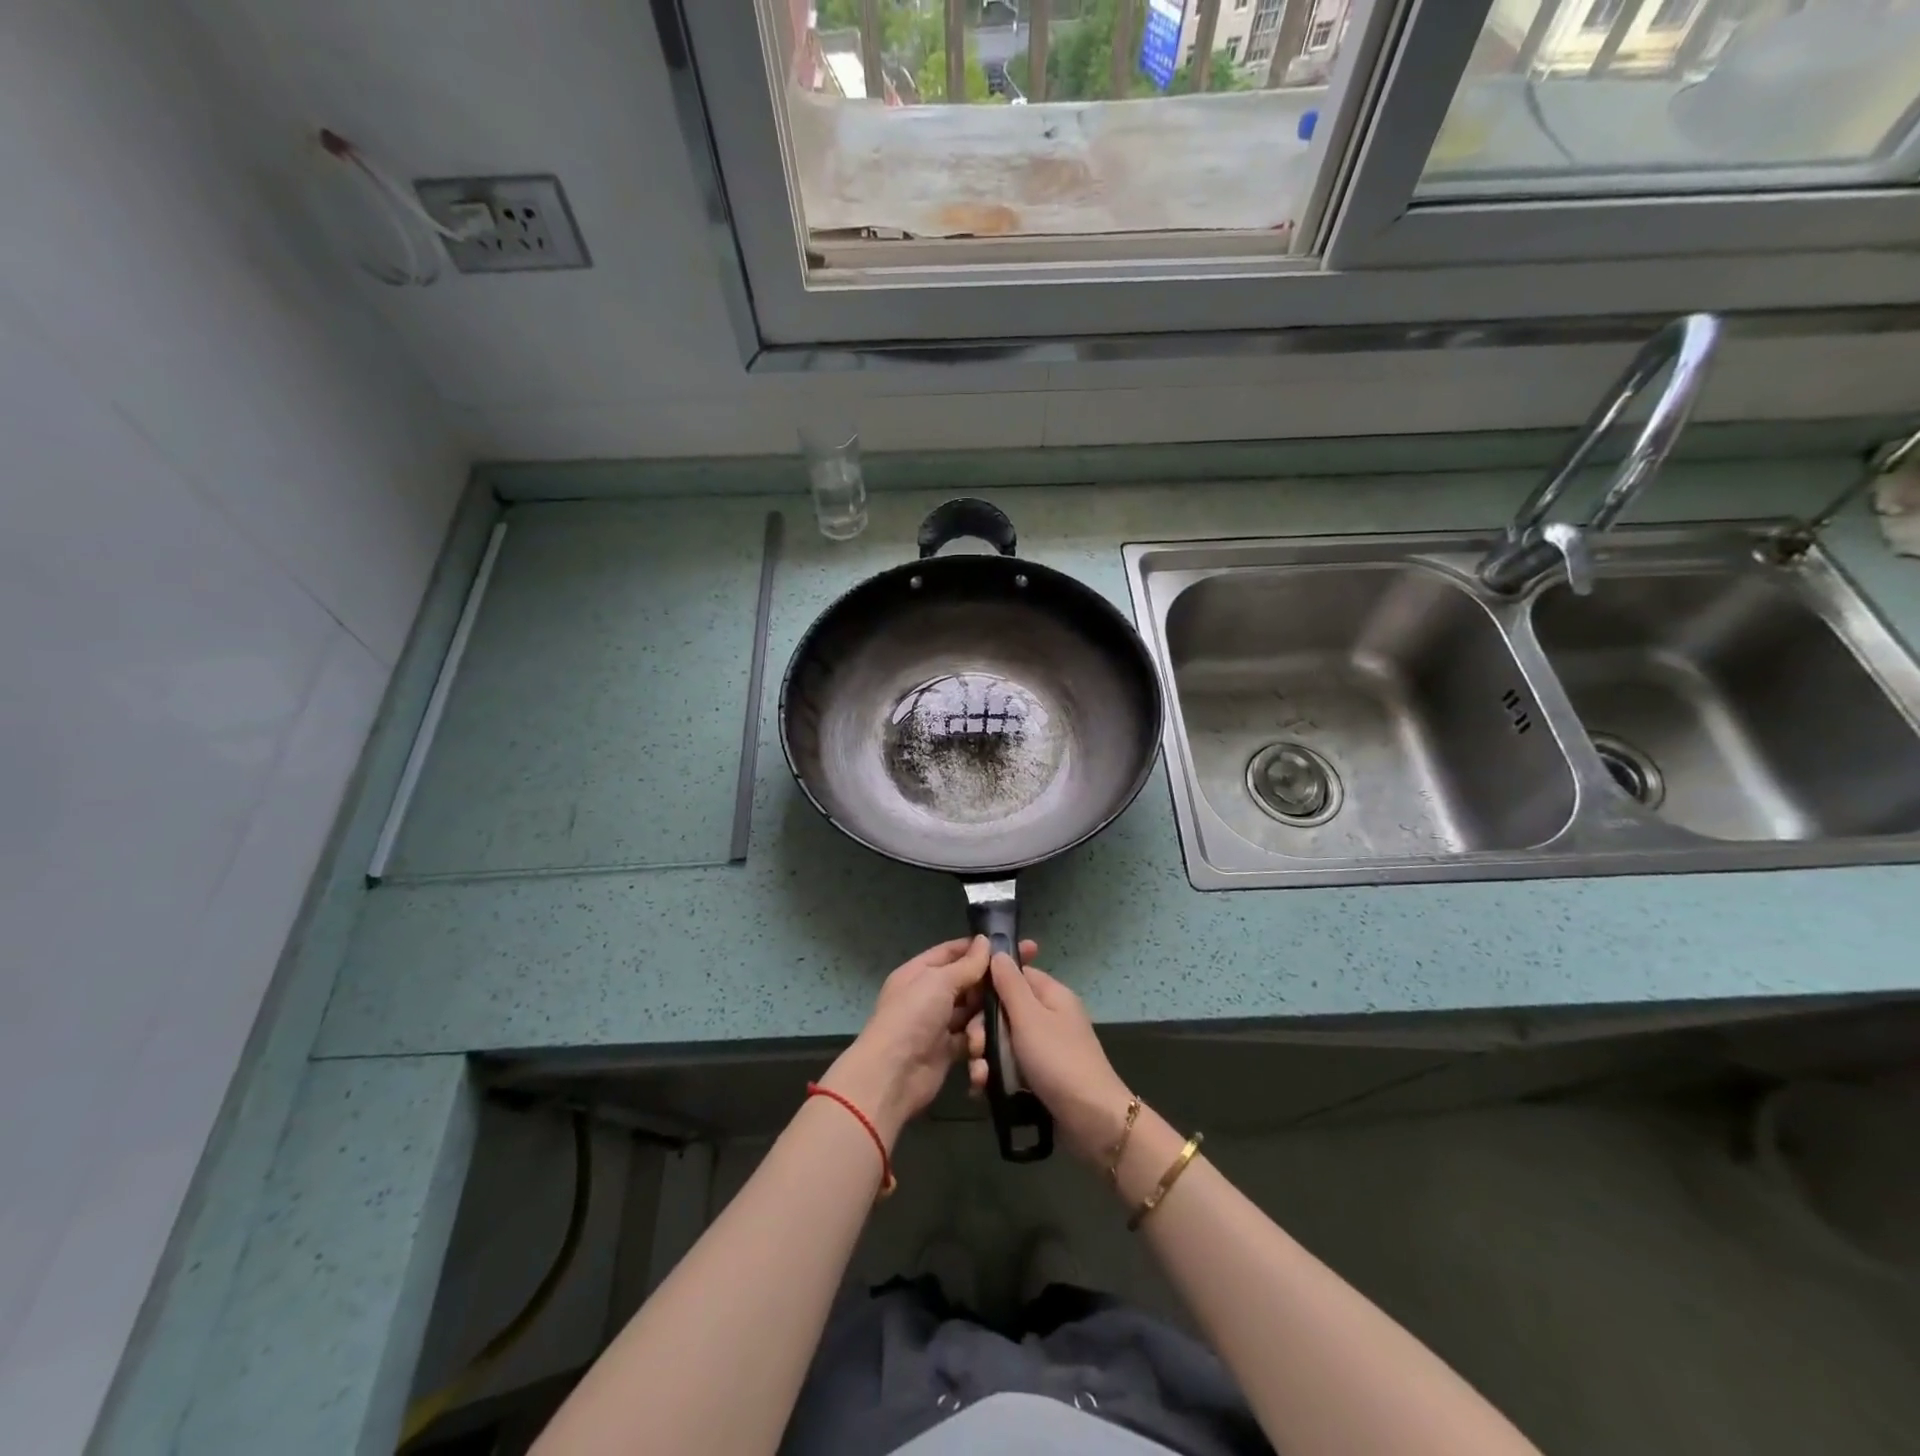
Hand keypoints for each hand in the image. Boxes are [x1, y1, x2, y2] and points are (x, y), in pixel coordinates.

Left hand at [819, 935, 1037, 1145]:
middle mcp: (928, 995)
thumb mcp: (938, 982)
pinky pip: (971, 1038)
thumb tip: (984, 940)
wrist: (893, 1076)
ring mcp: (938, 1023)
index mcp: (919, 972)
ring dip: (986, 1015)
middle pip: (966, 982)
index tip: (1013, 946)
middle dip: (990, 983)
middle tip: (1025, 980)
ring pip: (972, 1011)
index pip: (952, 952)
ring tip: (1002, 1018)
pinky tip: (994, 1041)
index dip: (980, 948)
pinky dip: (981, 1040)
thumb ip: (966, 965)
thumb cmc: (912, 1018)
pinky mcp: (947, 1050)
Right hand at [966, 953, 1131, 1164]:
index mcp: (1051, 995)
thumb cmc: (1059, 1060)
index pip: (1014, 975)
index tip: (967, 1002)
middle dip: (982, 1029)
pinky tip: (982, 1090)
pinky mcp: (1039, 1076)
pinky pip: (1009, 1067)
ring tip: (979, 1077)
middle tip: (975, 1048)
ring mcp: (1044, 1048)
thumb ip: (1010, 984)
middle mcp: (1048, 1017)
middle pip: (1004, 1011)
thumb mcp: (1029, 1017)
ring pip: (1003, 1042)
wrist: (1091, 1120)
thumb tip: (997, 952)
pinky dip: (995, 1076)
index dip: (988, 985)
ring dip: (985, 1057)